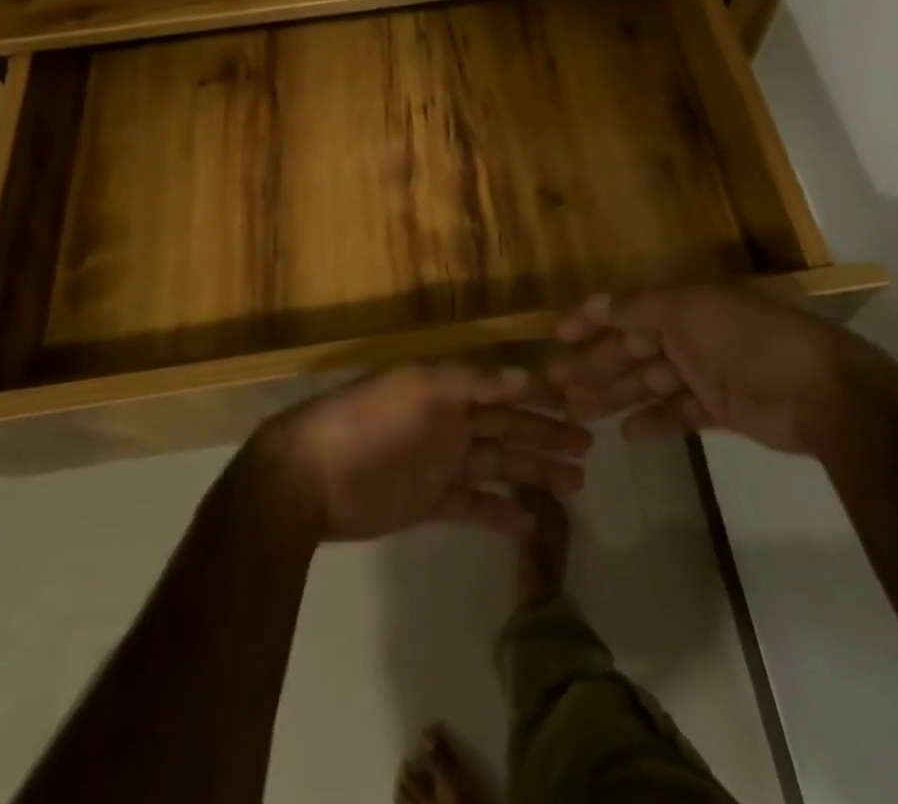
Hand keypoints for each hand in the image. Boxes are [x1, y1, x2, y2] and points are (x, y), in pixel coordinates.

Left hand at [257, 365, 591, 540]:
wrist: (308, 477)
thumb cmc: (367, 422)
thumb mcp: (418, 388)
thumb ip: (471, 382)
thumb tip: (525, 376)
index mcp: (449, 390)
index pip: (505, 390)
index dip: (541, 396)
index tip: (579, 402)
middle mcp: (451, 422)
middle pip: (510, 429)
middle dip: (549, 436)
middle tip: (590, 447)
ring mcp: (443, 463)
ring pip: (501, 466)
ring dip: (536, 473)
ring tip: (577, 483)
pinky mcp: (431, 502)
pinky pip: (475, 505)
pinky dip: (502, 513)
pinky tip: (531, 521)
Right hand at [548, 287, 855, 454]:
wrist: (818, 390)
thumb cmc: (746, 338)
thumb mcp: (688, 310)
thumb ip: (640, 308)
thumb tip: (596, 303)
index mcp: (684, 305)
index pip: (627, 311)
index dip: (593, 321)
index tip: (558, 335)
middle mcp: (692, 335)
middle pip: (633, 350)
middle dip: (595, 364)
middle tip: (557, 385)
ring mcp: (707, 373)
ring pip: (649, 384)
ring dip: (614, 395)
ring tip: (578, 412)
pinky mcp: (721, 410)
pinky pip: (678, 414)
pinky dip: (653, 423)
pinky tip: (626, 434)